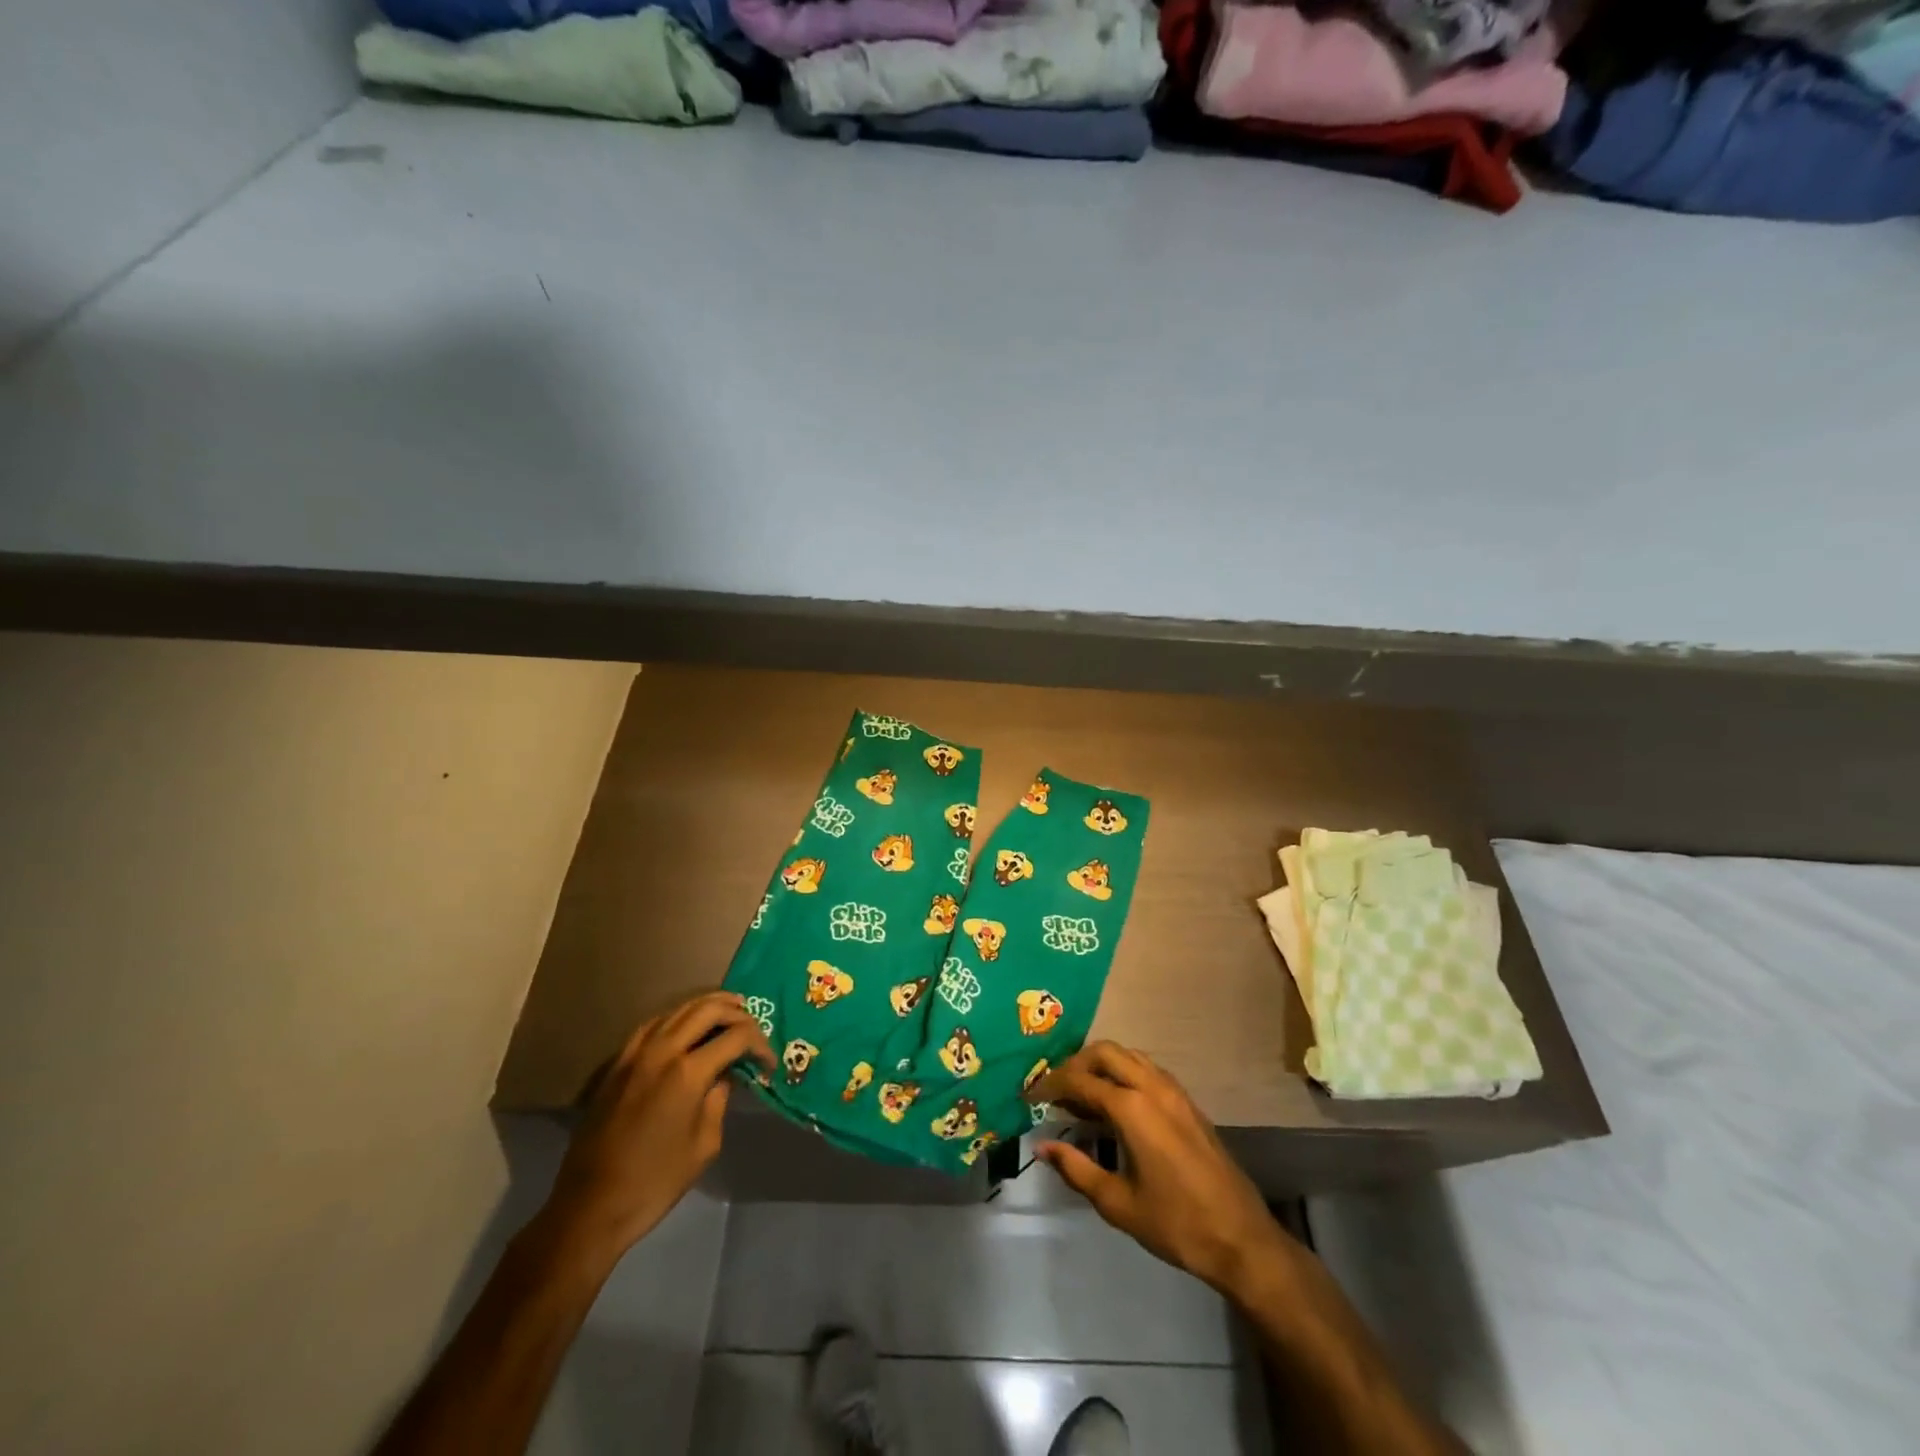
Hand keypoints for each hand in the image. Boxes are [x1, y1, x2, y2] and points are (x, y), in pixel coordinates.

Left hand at [542, 990, 773, 1262]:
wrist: (591, 1206)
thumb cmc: (655, 1182)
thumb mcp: (705, 1144)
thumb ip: (720, 1099)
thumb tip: (726, 1074)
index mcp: (688, 1072)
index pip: (737, 1036)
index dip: (760, 1044)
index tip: (768, 1063)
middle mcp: (663, 1050)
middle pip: (709, 1009)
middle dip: (738, 1013)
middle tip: (754, 1028)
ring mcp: (636, 1052)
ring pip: (680, 1008)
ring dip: (709, 1007)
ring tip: (730, 1013)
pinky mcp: (619, 1062)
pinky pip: (655, 1023)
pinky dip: (678, 1017)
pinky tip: (687, 1027)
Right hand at [1031, 1042, 1290, 1294]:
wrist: (1241, 1238)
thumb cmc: (1176, 1224)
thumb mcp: (1118, 1204)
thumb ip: (1076, 1169)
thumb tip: (1041, 1147)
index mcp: (1132, 1108)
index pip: (1081, 1081)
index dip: (1051, 1085)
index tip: (1030, 1095)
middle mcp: (1152, 1087)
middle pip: (1105, 1052)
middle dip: (1076, 1064)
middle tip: (1055, 1090)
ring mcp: (1174, 1091)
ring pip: (1128, 1055)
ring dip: (1101, 1065)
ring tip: (1081, 1094)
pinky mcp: (1187, 1102)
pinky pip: (1147, 1070)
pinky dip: (1124, 1073)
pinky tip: (1115, 1104)